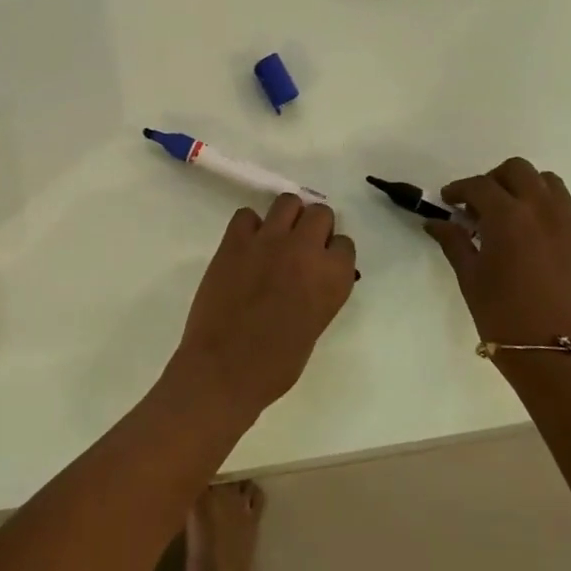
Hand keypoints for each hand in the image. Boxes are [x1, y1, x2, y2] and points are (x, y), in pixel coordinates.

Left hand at [170, 194, 356, 421]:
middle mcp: (306, 250)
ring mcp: (269, 240)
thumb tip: (311, 277)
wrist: (225, 368)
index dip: (332, 252)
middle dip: (313, 226)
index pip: (345, 243)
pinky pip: (247, 214)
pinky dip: (249, 226)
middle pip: (320, 213)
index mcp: (333, 277)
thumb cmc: (276, 364)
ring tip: (275, 237)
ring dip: (286, 216)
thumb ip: (319, 292)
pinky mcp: (235, 240)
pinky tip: (246, 246)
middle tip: (300, 246)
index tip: (321, 263)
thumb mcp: (315, 325)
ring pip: (287, 202)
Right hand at [426, 159, 570, 347]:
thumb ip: (453, 241)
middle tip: (479, 205)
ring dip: (524, 188)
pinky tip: (533, 233)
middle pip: (517, 170)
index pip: (479, 186)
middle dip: (493, 180)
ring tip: (509, 214)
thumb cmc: (503, 315)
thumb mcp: (470, 277)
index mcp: (508, 217)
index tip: (448, 201)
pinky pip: (566, 206)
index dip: (459, 189)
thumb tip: (435, 221)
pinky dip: (546, 206)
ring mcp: (569, 223)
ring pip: (547, 182)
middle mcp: (542, 210)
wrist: (556, 354)